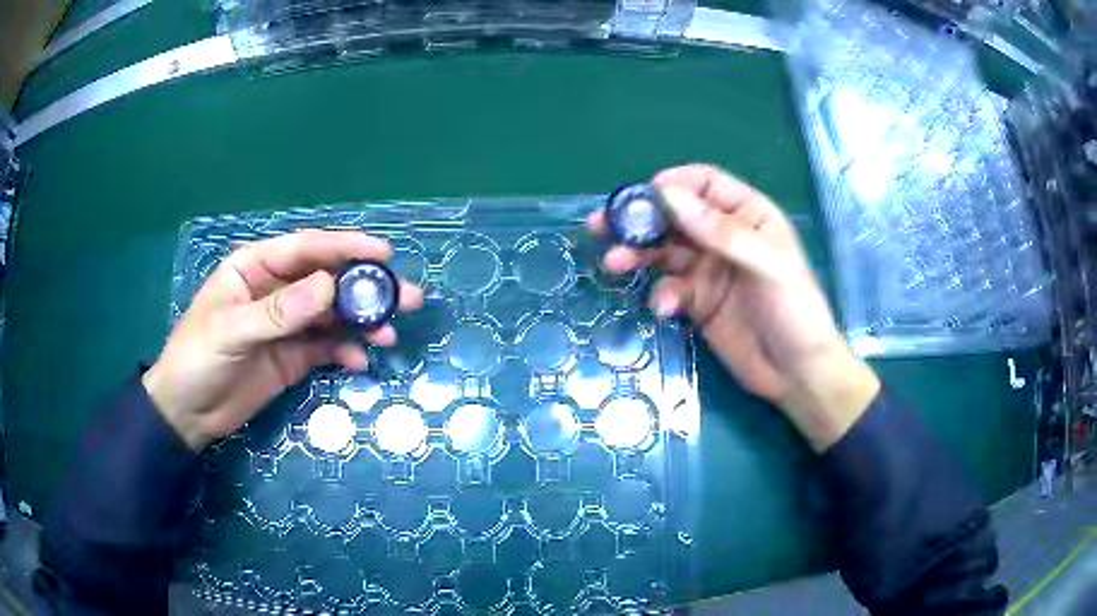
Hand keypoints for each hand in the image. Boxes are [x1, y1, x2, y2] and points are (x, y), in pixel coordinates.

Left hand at [143, 230, 423, 450]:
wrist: (187, 413)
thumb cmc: (197, 360)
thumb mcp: (231, 332)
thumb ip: (277, 312)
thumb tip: (329, 287)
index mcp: (255, 268)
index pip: (305, 249)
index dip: (345, 247)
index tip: (384, 253)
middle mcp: (276, 290)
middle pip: (328, 280)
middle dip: (366, 287)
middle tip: (406, 297)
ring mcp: (287, 325)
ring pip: (333, 315)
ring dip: (362, 322)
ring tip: (389, 334)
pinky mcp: (293, 356)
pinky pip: (327, 348)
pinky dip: (346, 353)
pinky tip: (360, 363)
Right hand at [589, 164, 877, 451]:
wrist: (797, 374)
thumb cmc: (795, 310)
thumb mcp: (767, 265)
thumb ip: (721, 231)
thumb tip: (667, 196)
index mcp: (748, 215)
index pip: (704, 184)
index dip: (672, 185)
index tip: (640, 198)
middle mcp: (724, 237)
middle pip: (675, 217)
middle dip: (639, 220)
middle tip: (600, 225)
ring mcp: (709, 271)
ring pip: (664, 252)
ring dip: (638, 256)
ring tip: (614, 263)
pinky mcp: (697, 303)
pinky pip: (669, 290)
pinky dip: (661, 296)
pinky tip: (663, 309)